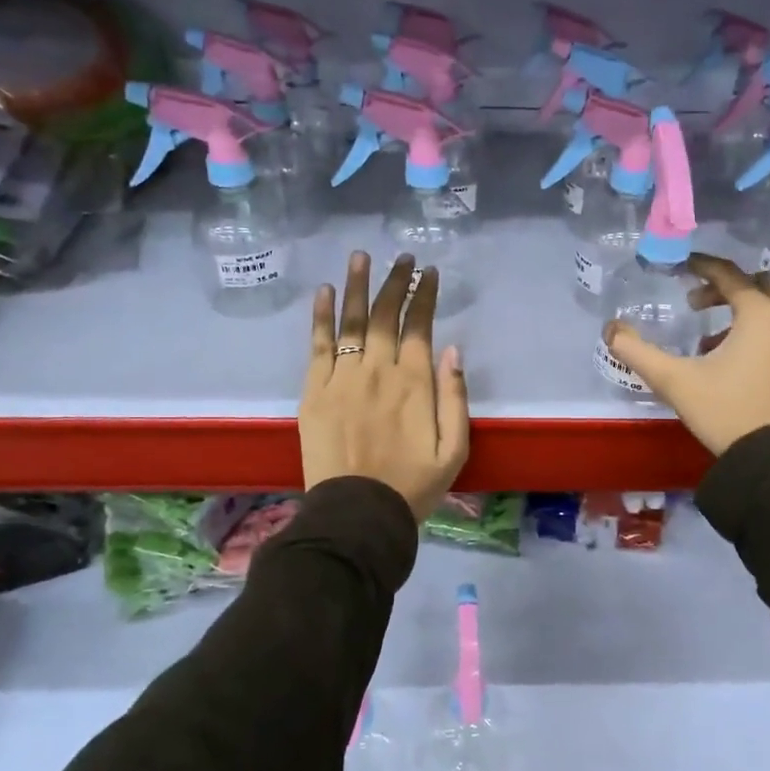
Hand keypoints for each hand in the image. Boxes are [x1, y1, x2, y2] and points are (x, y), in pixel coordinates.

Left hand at [301, 252, 470, 520]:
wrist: (357, 514)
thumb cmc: (413, 485)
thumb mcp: (454, 449)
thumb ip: (455, 397)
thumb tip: (453, 349)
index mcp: (415, 383)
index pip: (420, 325)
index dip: (425, 295)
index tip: (429, 273)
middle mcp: (378, 370)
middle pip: (385, 315)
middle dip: (395, 281)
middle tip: (401, 258)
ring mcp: (342, 377)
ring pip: (351, 321)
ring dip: (357, 285)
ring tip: (360, 256)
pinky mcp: (314, 391)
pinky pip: (318, 345)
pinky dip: (321, 316)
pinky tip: (324, 291)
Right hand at [603, 253, 769, 455]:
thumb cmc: (726, 411)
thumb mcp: (674, 381)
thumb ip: (637, 351)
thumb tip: (610, 329)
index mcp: (759, 314)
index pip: (729, 274)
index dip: (702, 266)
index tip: (681, 266)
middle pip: (756, 286)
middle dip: (724, 288)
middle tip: (694, 304)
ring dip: (740, 312)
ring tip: (707, 338)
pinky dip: (756, 332)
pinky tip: (729, 362)